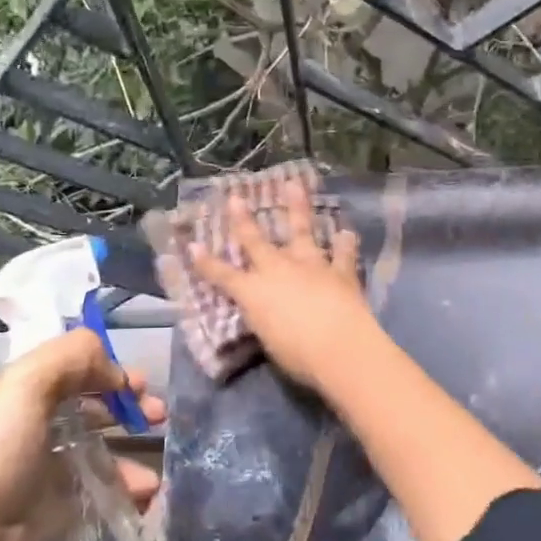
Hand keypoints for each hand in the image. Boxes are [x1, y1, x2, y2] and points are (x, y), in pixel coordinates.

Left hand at [0, 329, 164, 540]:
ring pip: (94, 449)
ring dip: (128, 454)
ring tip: (152, 476)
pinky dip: (122, 490)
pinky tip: (142, 497)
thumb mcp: (26, 386)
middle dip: (125, 405)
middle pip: (85, 404)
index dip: (105, 368)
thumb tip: (113, 369)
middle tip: (158, 415)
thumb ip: (72, 357)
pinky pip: (95, 490)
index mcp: (13, 393)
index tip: (138, 383)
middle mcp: (24, 426)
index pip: (67, 366)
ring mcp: (37, 470)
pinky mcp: (50, 510)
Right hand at [185, 181, 378, 395]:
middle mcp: (279, 271)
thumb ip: (266, 321)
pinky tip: (347, 233)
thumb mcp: (269, 340)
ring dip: (298, 208)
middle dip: (243, 220)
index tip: (193, 245)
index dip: (206, 262)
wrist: (339, 348)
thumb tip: (268, 314)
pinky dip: (345, 244)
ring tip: (295, 185)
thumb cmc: (297, 355)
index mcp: (254, 293)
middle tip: (235, 198)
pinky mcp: (340, 272)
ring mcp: (311, 266)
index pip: (223, 276)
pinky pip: (343, 255)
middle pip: (256, 242)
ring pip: (302, 231)